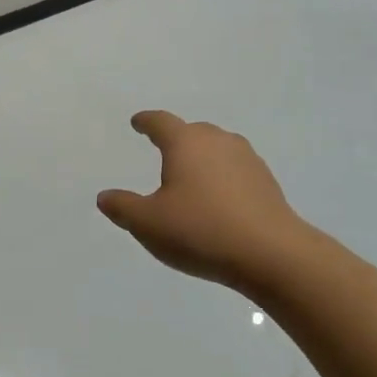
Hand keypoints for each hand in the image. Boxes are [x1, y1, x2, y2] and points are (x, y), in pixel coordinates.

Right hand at [97, 111, 307, 291]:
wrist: (271, 254)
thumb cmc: (200, 230)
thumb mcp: (148, 223)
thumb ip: (123, 207)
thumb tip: (105, 196)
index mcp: (186, 143)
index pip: (161, 122)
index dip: (146, 122)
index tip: (138, 123)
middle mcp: (218, 142)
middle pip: (193, 132)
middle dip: (176, 139)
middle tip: (163, 152)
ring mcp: (247, 160)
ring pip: (218, 150)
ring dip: (202, 159)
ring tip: (191, 178)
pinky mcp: (266, 183)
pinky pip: (236, 171)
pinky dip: (222, 178)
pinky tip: (218, 201)